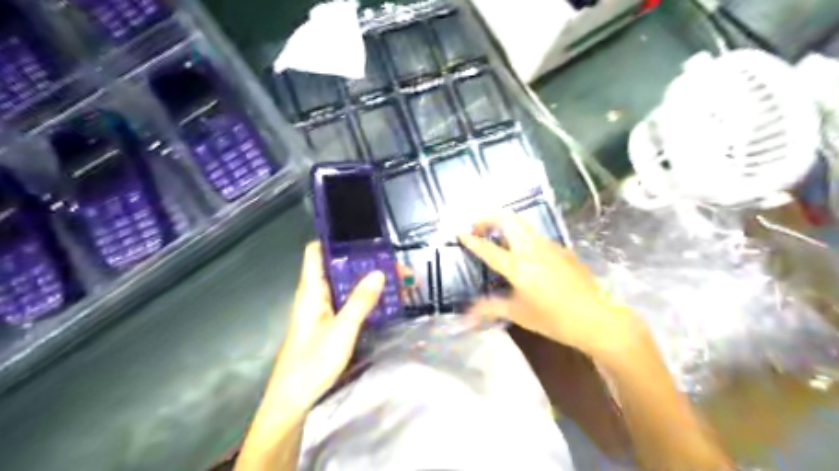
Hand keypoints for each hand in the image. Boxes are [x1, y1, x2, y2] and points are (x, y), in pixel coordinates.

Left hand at [268, 242, 386, 413]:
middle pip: (338, 268)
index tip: (361, 235)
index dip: (334, 239)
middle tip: (394, 262)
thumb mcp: (341, 330)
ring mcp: (323, 310)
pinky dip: (366, 297)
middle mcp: (315, 295)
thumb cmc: (312, 363)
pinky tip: (385, 300)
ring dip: (368, 281)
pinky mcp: (330, 323)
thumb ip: (360, 301)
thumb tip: (378, 273)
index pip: (315, 252)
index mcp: (311, 290)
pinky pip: (349, 302)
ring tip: (397, 279)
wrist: (295, 400)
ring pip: (346, 286)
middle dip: (364, 262)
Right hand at [458, 211, 647, 359]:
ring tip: (496, 236)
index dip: (471, 239)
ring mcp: (549, 245)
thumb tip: (466, 316)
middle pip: (507, 218)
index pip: (488, 248)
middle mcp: (532, 249)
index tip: (460, 233)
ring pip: (522, 223)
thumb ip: (490, 309)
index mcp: (518, 266)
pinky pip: (536, 235)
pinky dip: (521, 235)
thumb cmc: (554, 319)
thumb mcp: (519, 314)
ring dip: (505, 223)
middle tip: (478, 227)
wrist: (598, 318)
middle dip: (488, 217)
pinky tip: (524, 253)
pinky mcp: (562, 249)